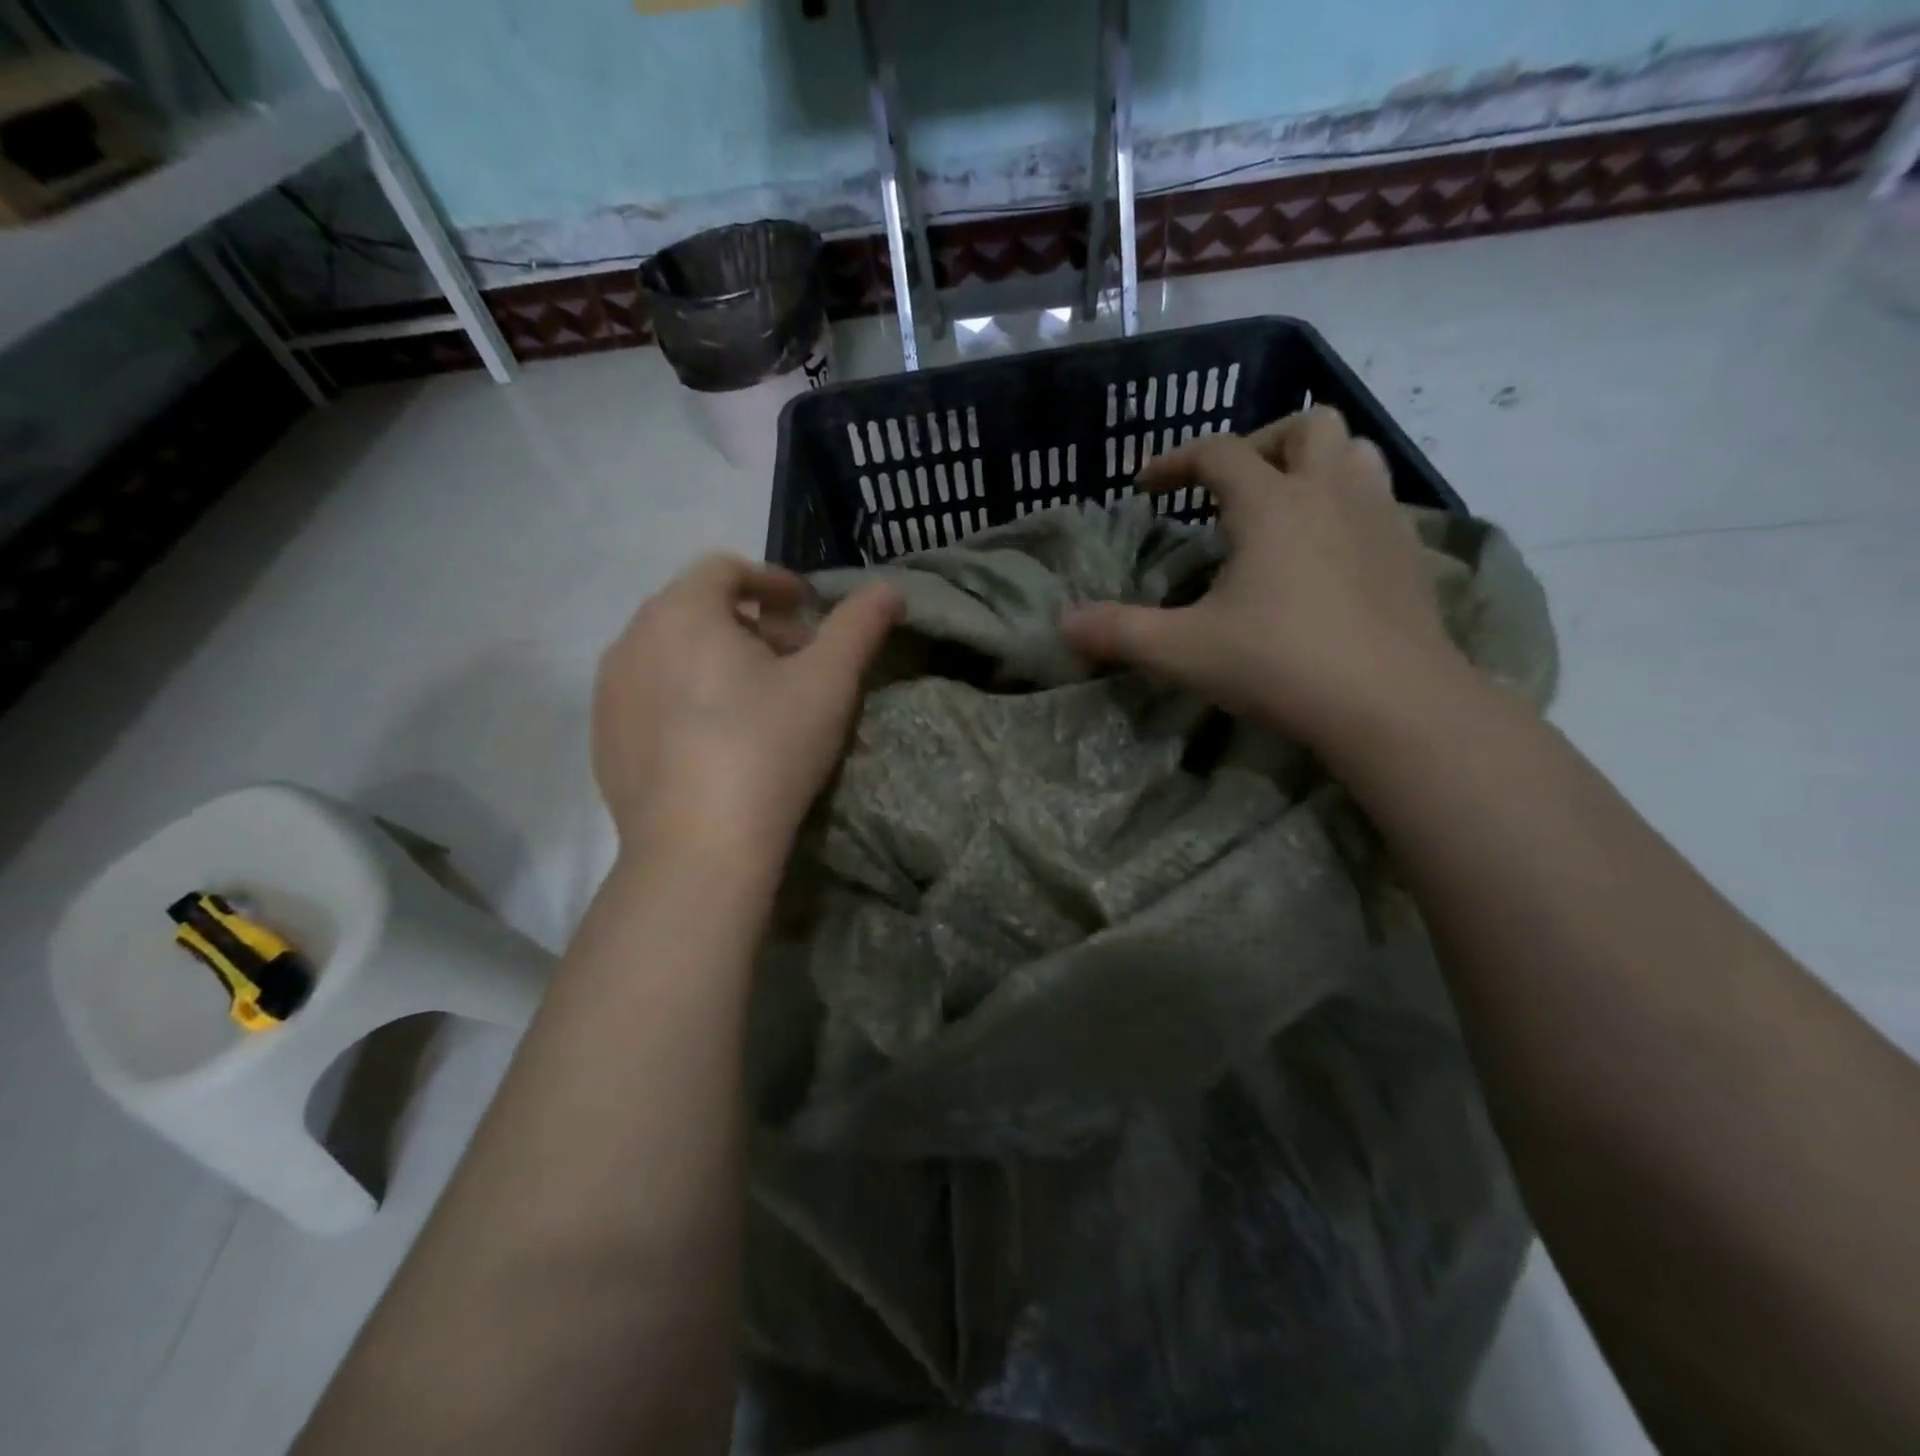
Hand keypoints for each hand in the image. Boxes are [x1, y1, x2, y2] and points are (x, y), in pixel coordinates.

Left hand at [592, 554, 901, 857]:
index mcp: (682, 611)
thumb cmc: (767, 748)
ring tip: (756, 700)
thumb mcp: (829, 682)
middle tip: (793, 660)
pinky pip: (649, 696)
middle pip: (698, 610)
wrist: (698, 849)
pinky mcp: (604, 739)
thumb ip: (860, 625)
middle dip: (750, 624)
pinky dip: (685, 697)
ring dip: (716, 659)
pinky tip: (716, 740)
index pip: (727, 568)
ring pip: (670, 653)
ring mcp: (610, 692)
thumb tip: (890, 588)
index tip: (808, 611)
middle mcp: (632, 639)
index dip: (774, 582)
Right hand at [1063, 406, 1461, 746]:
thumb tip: (1064, 625)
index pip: (1218, 453)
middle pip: (1304, 427)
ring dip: (1315, 464)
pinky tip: (1329, 554)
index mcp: (1271, 504)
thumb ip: (1119, 632)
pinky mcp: (1411, 553)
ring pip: (1355, 452)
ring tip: (1286, 507)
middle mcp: (1329, 493)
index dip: (1175, 460)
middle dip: (1261, 444)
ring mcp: (1380, 518)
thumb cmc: (1280, 664)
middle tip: (1231, 489)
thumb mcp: (1183, 652)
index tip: (1146, 486)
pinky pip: (1380, 501)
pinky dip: (1348, 506)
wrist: (1392, 704)